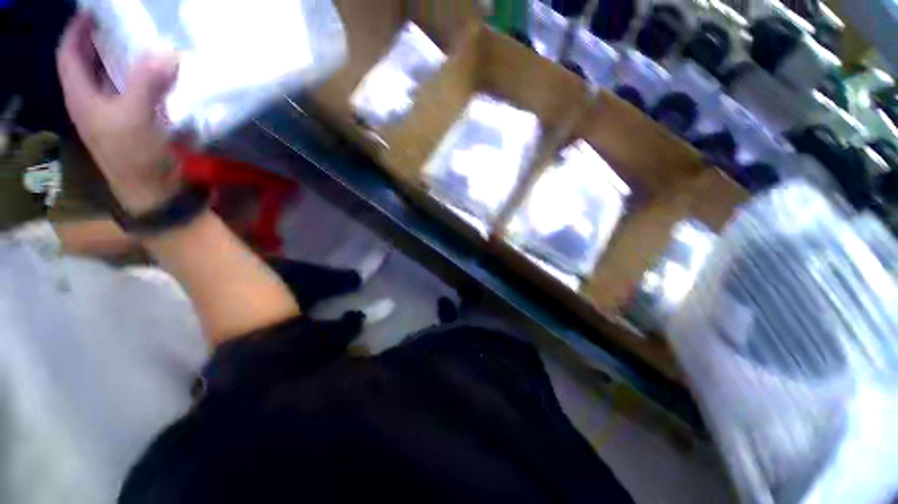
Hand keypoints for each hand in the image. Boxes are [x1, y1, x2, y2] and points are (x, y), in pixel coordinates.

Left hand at [57, 13, 181, 213]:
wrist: (152, 189)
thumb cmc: (134, 156)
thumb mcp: (136, 117)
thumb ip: (148, 83)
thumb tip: (167, 52)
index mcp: (82, 98)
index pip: (69, 56)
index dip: (76, 31)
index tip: (92, 12)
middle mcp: (93, 101)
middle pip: (90, 63)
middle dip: (100, 40)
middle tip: (121, 22)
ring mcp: (114, 111)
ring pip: (112, 76)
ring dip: (124, 58)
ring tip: (142, 41)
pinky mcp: (135, 120)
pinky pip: (134, 90)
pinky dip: (144, 77)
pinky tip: (158, 73)